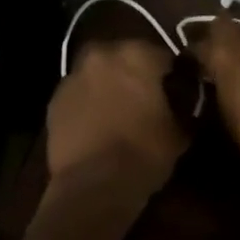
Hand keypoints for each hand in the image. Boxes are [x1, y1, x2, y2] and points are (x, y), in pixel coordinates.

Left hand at [45, 39, 187, 199]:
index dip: (171, 75)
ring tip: (118, 113)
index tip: (176, 93)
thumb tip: (184, 103)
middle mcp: (103, 53)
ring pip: (98, 72)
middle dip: (135, 74)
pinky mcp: (55, 97)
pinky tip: (95, 125)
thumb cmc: (143, 154)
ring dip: (108, 84)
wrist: (93, 186)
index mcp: (137, 54)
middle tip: (145, 101)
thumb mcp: (179, 132)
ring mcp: (74, 74)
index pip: (163, 56)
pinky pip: (79, 93)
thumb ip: (182, 106)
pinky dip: (87, 102)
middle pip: (125, 57)